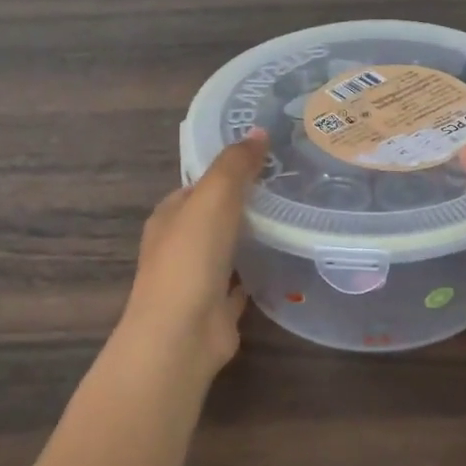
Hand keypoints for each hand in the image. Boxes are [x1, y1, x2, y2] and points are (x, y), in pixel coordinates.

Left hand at [114, 131, 267, 386]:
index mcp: (170, 215)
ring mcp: (197, 279)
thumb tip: (259, 131)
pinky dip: (258, 271)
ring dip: (253, 236)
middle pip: (215, 216)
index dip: (228, 169)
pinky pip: (242, 282)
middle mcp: (180, 245)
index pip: (199, 183)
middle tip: (290, 185)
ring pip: (228, 248)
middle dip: (245, 202)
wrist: (181, 335)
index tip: (268, 157)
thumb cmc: (191, 258)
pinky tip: (286, 261)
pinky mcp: (217, 308)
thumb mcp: (212, 198)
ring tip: (296, 216)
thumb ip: (235, 165)